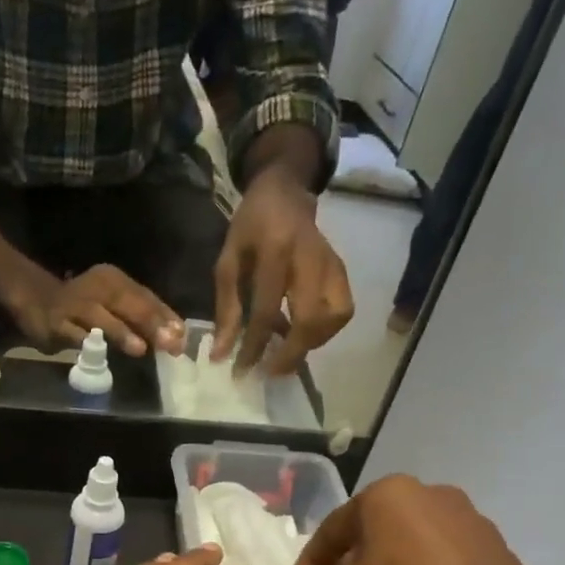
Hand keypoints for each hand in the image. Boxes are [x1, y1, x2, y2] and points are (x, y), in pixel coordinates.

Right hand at [8, 264, 185, 357]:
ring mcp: (75, 304)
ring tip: (140, 349)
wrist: (35, 298)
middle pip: (127, 304)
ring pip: (100, 318)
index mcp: (115, 280)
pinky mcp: (55, 322)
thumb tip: (175, 335)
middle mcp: (97, 287)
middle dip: (150, 324)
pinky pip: (72, 333)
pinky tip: (98, 352)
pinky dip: (85, 342)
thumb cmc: (84, 305)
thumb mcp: (114, 304)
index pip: (145, 297)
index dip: (165, 317)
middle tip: (169, 343)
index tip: (182, 336)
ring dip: (120, 332)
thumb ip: (142, 317)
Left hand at [213, 168, 353, 375]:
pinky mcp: (342, 271)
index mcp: (275, 250)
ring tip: (286, 354)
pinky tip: (303, 336)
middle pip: (310, 318)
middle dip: (291, 353)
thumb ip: (226, 308)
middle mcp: (309, 257)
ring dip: (311, 344)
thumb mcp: (228, 261)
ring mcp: (332, 264)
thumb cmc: (251, 227)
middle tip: (270, 372)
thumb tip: (221, 354)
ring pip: (334, 317)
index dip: (254, 345)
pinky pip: (342, 311)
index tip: (241, 371)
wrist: (285, 193)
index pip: (266, 309)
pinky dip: (324, 332)